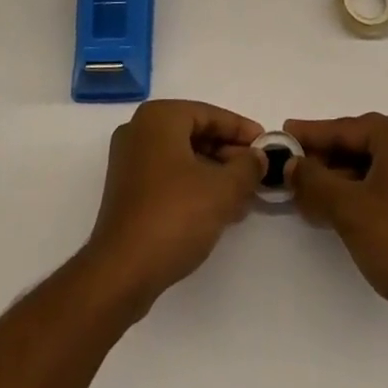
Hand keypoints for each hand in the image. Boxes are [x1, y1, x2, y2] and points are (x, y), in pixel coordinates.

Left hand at [81, 100, 263, 315]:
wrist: (121, 273)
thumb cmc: (174, 216)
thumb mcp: (222, 190)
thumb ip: (247, 167)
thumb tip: (258, 157)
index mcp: (159, 118)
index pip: (210, 114)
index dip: (241, 130)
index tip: (266, 145)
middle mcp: (140, 130)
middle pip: (195, 134)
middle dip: (228, 154)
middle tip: (257, 172)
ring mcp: (129, 161)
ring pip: (183, 157)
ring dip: (214, 173)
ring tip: (244, 195)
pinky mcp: (127, 190)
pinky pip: (169, 176)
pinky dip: (194, 186)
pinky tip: (219, 209)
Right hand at [286, 113, 387, 338]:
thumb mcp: (347, 208)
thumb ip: (313, 181)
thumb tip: (291, 165)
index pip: (345, 128)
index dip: (310, 133)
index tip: (283, 133)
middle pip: (358, 144)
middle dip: (324, 158)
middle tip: (290, 166)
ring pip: (370, 166)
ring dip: (338, 179)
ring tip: (306, 193)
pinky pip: (384, 184)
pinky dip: (358, 192)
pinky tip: (334, 209)